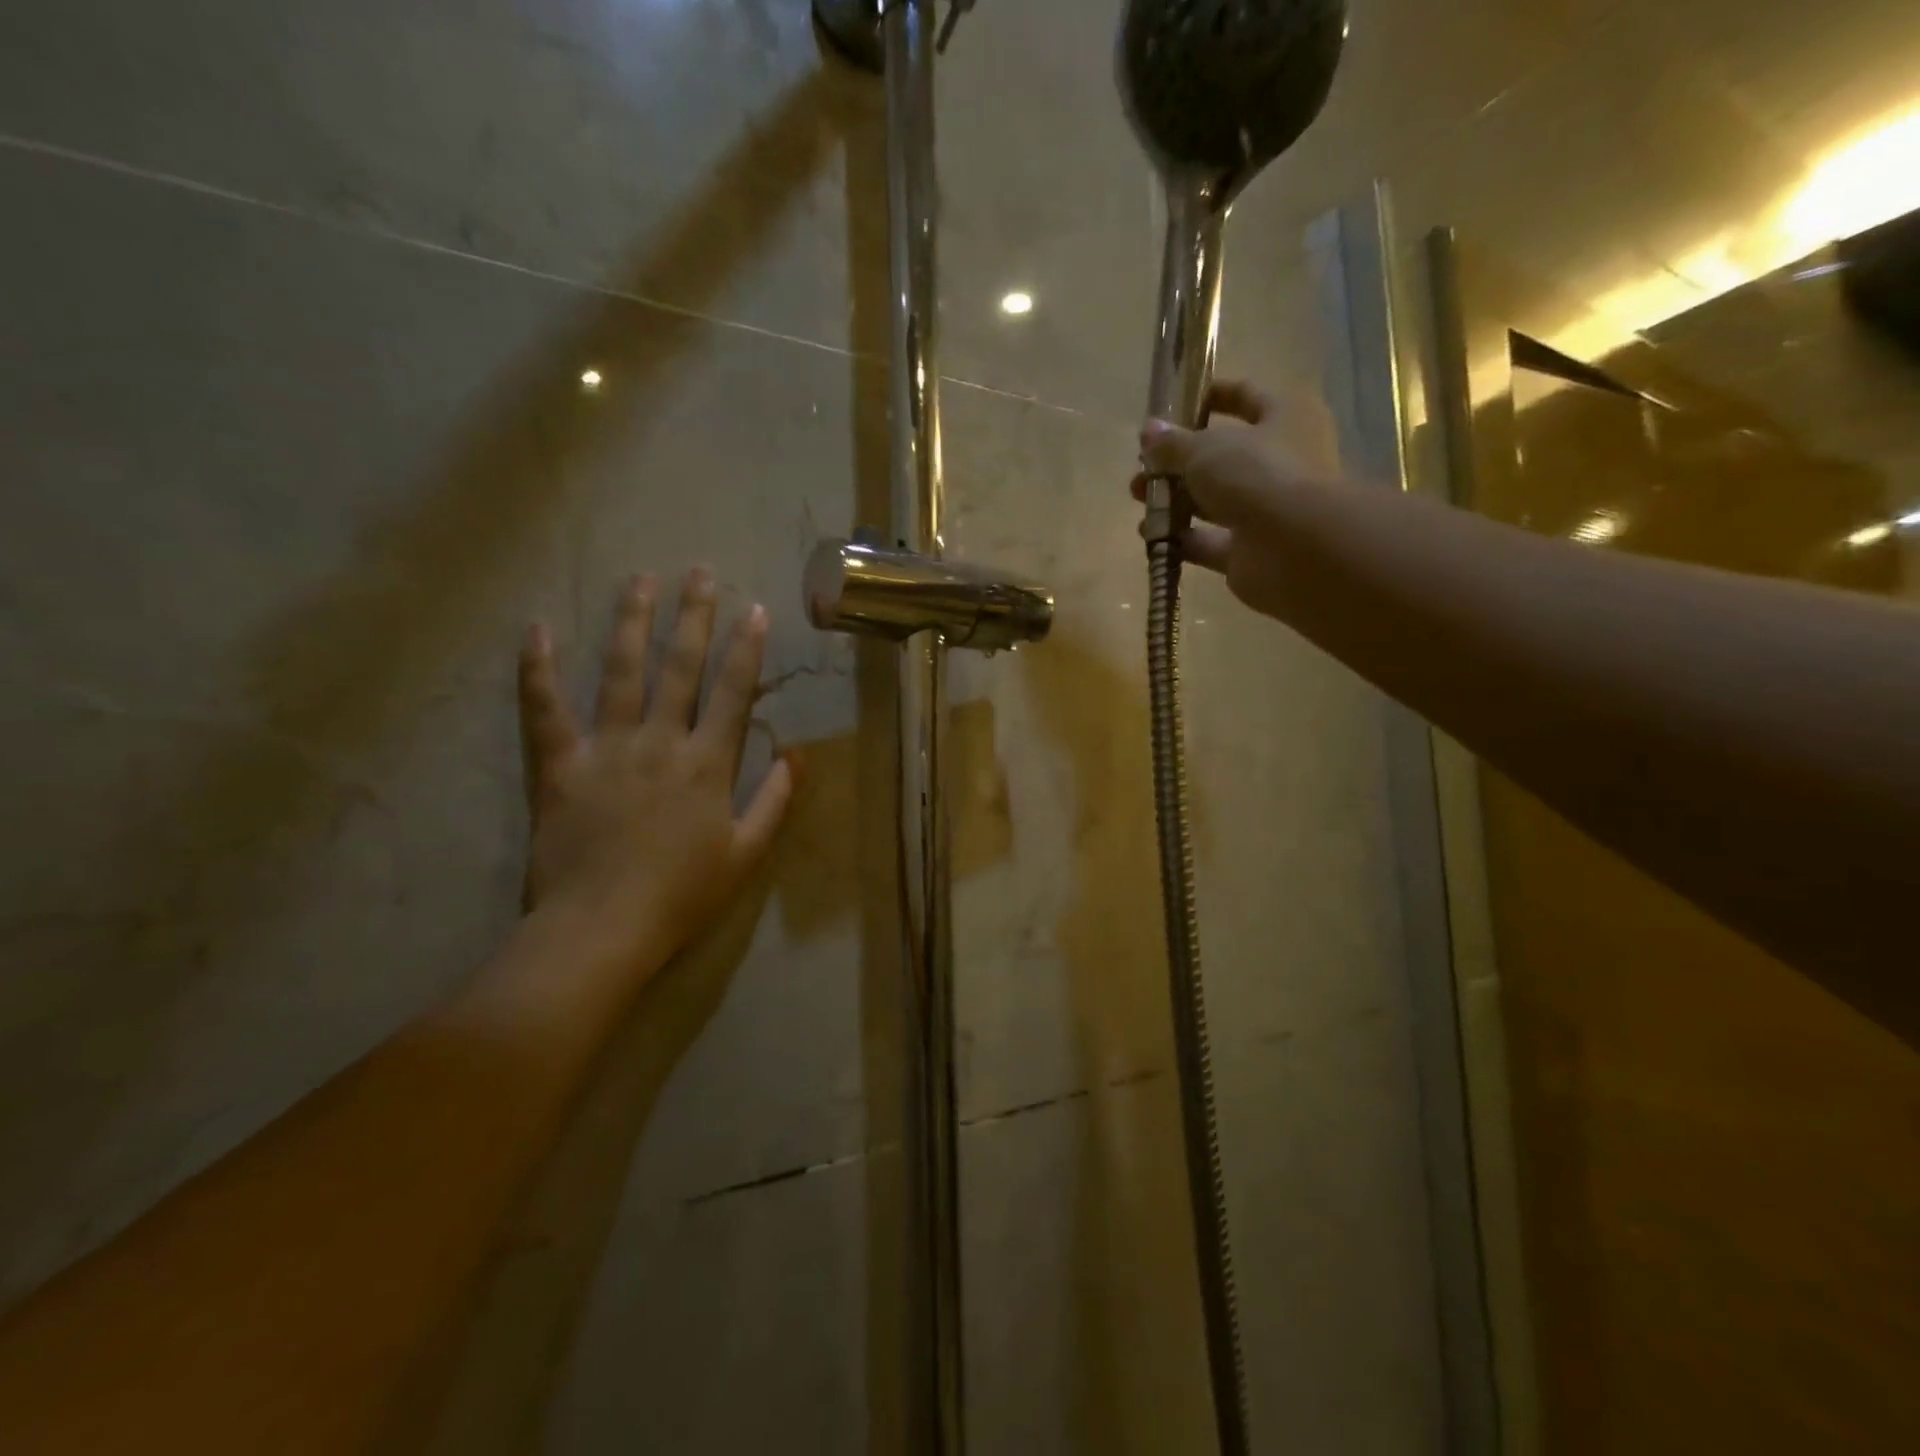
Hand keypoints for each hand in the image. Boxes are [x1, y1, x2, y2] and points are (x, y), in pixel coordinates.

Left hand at [516, 568, 793, 994]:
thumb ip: (775, 802)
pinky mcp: (558, 764)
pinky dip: (537, 668)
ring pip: (620, 671)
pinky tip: (537, 628)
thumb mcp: (745, 854)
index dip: (746, 649)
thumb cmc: (682, 895)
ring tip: (639, 579)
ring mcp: (606, 748)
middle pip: (680, 667)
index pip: (733, 692)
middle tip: (699, 572)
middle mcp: (659, 742)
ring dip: (631, 622)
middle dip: (693, 616)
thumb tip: (797, 756)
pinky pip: (544, 708)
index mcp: (707, 764)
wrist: (601, 929)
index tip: (754, 609)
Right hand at [1132, 379, 1343, 619]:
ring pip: (1213, 500)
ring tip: (1139, 499)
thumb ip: (1173, 443)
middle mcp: (1282, 461)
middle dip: (1178, 461)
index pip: (1247, 396)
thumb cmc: (1257, 475)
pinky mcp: (1249, 551)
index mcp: (1286, 417)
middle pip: (1223, 456)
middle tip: (1143, 466)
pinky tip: (1150, 535)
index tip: (1172, 404)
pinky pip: (1209, 541)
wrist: (1294, 548)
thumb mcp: (1205, 449)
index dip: (1210, 396)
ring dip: (1174, 499)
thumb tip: (1149, 431)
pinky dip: (1181, 538)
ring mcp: (1266, 510)